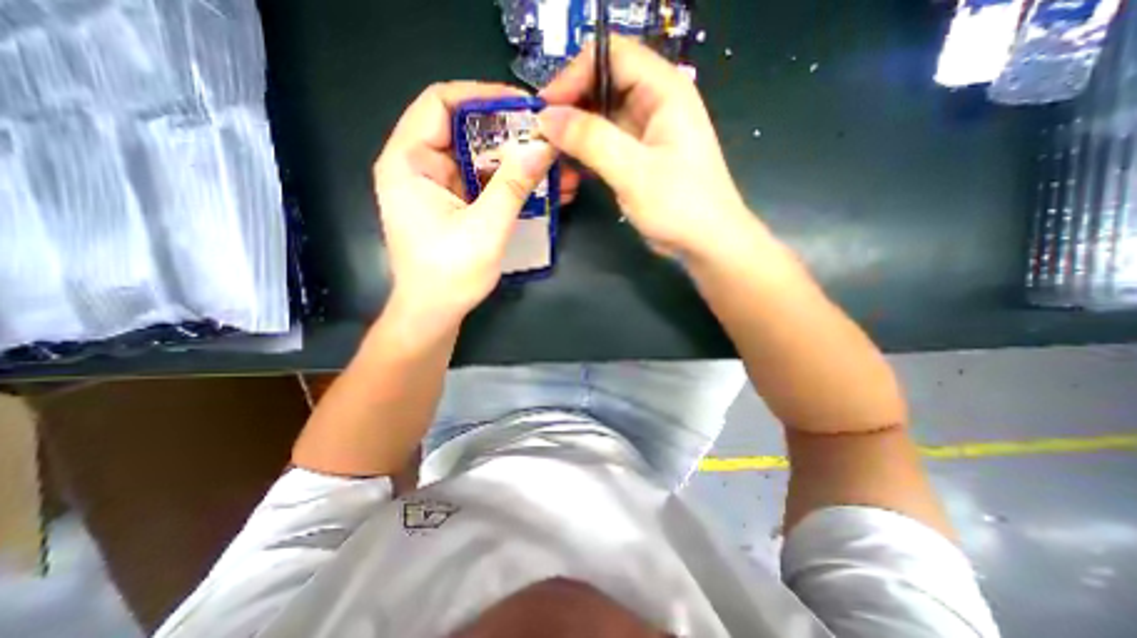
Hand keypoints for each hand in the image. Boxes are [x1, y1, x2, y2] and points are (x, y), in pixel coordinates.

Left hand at [377, 81, 577, 322]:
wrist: (434, 314)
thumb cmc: (450, 274)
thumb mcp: (485, 228)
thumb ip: (513, 185)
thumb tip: (543, 147)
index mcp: (409, 162)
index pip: (441, 103)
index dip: (483, 97)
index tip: (525, 107)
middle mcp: (420, 167)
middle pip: (466, 131)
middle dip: (510, 135)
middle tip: (548, 140)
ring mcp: (439, 187)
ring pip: (480, 159)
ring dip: (517, 163)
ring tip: (556, 167)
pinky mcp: (455, 205)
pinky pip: (485, 184)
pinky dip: (512, 184)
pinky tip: (543, 190)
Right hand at [540, 33, 751, 258]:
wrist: (706, 242)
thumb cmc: (680, 205)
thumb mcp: (634, 171)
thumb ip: (591, 140)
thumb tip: (547, 118)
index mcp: (663, 90)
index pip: (610, 55)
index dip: (574, 75)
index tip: (547, 109)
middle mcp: (653, 104)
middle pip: (601, 87)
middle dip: (569, 111)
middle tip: (542, 140)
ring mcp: (644, 133)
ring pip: (599, 120)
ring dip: (574, 139)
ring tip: (552, 163)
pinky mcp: (637, 158)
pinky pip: (603, 146)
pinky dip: (584, 158)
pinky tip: (570, 177)